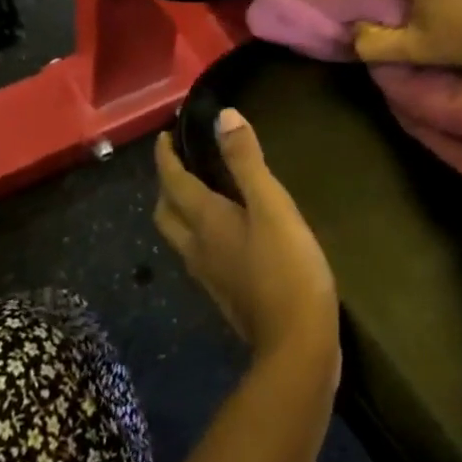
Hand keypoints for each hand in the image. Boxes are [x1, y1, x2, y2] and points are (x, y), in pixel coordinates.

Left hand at [153, 111, 338, 374]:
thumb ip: (247, 162)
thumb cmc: (287, 268)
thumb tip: (224, 116)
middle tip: (181, 163)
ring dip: (180, 209)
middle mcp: (197, 248)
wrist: (298, 345)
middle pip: (166, 213)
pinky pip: (200, 253)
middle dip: (167, 185)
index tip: (164, 135)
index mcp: (205, 222)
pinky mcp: (226, 294)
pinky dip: (200, 231)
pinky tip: (226, 231)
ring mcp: (210, 275)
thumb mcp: (272, 207)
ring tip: (200, 191)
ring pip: (180, 235)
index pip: (173, 182)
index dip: (165, 157)